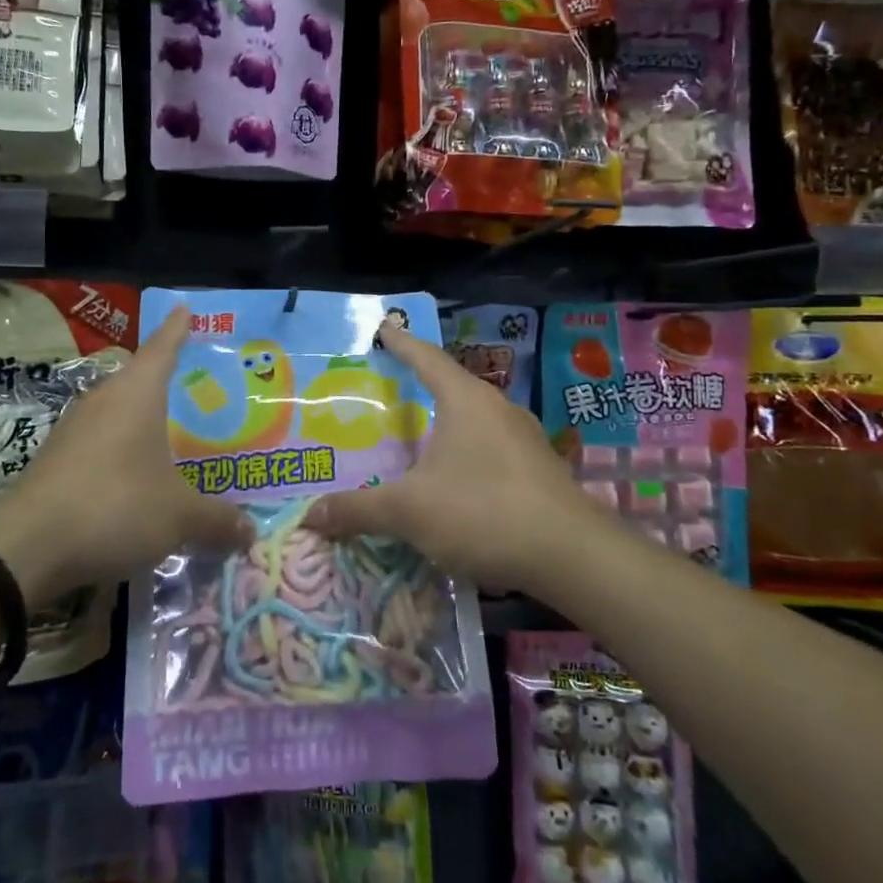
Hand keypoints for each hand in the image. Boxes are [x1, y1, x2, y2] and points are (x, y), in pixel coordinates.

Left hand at [0, 306, 251, 601]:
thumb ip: (216, 520)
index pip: (163, 348)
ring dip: (140, 422)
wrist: (27, 545)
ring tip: (170, 438)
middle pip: (138, 380)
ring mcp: (73, 428)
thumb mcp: (178, 516)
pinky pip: (99, 444)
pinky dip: (120, 453)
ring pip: (116, 413)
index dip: (177, 329)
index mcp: (137, 393)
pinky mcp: (55, 459)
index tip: (184, 308)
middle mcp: (104, 399)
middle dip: (165, 383)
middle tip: (197, 391)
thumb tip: (249, 533)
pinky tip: (134, 478)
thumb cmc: (115, 506)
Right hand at [303, 317, 600, 593]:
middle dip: (422, 387)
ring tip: (421, 439)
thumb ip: (359, 510)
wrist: (572, 555)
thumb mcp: (410, 511)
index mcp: (465, 400)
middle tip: (392, 392)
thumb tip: (310, 515)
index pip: (426, 358)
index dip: (402, 343)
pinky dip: (468, 455)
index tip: (385, 328)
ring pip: (476, 420)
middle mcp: (498, 409)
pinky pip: (493, 449)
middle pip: (453, 387)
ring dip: (448, 425)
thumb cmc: (483, 511)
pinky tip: (457, 482)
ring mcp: (525, 439)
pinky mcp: (541, 470)